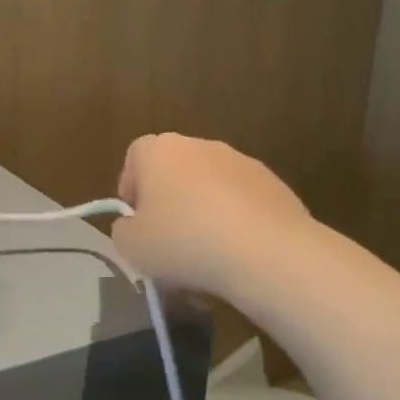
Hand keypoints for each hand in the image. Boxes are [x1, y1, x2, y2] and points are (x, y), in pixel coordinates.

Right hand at [111, 133, 310, 295]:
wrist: (267, 252)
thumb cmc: (184, 241)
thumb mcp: (130, 246)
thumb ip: (124, 229)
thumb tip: (135, 225)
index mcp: (159, 150)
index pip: (135, 157)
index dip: (132, 188)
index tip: (136, 220)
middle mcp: (200, 145)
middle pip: (175, 170)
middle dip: (170, 201)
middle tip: (168, 240)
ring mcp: (242, 162)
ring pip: (211, 186)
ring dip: (204, 211)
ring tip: (206, 254)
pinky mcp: (275, 184)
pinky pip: (243, 202)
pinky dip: (236, 222)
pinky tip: (238, 254)